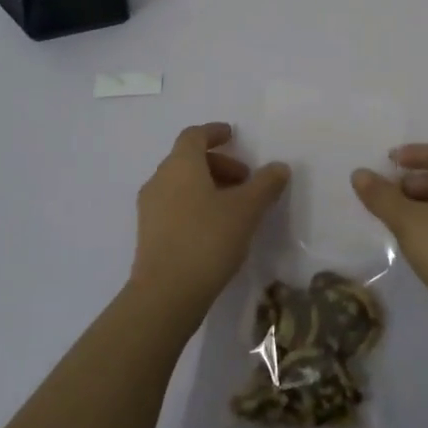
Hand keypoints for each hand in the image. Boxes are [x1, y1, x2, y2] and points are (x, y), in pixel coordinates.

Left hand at [131, 123, 289, 319]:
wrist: (165, 295)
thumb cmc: (207, 240)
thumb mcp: (246, 210)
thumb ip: (265, 184)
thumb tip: (279, 167)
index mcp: (180, 165)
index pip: (194, 135)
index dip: (214, 132)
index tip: (232, 136)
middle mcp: (160, 179)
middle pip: (188, 160)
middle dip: (219, 164)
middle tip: (245, 181)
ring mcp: (150, 208)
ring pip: (181, 184)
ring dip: (208, 186)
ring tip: (234, 208)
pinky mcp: (148, 234)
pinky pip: (174, 205)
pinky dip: (195, 205)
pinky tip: (215, 229)